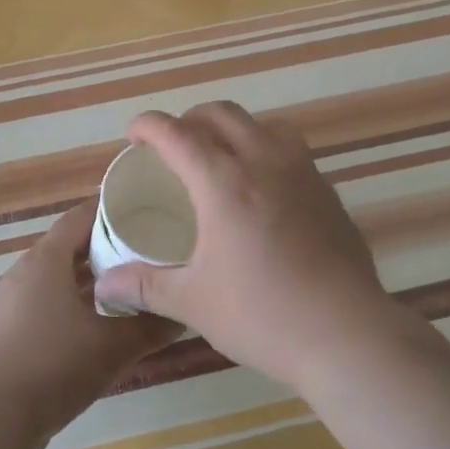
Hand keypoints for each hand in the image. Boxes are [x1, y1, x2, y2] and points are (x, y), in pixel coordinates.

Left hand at [0, 202, 180, 448]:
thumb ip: (150, 326)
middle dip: (104, 248)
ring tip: (125, 288)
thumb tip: (183, 313)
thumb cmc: (53, 367)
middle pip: (67, 247)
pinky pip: (40, 303)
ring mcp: (6, 303)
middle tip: (143, 251)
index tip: (143, 210)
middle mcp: (22, 272)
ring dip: (86, 281)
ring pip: (54, 278)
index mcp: (45, 260)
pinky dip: (67, 304)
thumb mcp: (112, 347)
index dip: (111, 210)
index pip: (80, 217)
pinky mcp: (1, 331)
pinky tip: (92, 326)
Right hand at [91, 102, 394, 390]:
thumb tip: (103, 286)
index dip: (149, 126)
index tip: (134, 135)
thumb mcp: (193, 302)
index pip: (177, 134)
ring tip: (222, 157)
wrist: (346, 334)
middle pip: (222, 114)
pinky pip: (291, 150)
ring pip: (263, 124)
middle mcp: (264, 163)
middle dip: (190, 119)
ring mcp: (302, 173)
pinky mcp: (327, 191)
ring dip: (234, 128)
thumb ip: (145, 286)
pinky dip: (267, 150)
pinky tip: (264, 190)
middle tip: (174, 146)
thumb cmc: (262, 315)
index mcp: (224, 183)